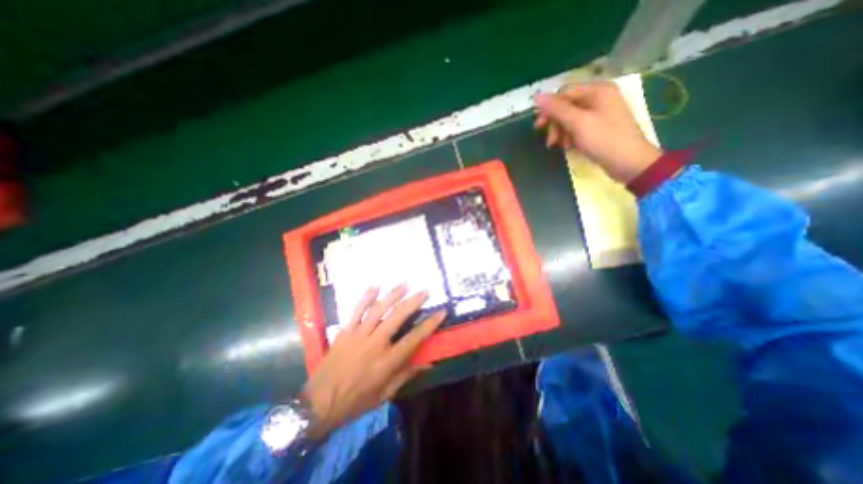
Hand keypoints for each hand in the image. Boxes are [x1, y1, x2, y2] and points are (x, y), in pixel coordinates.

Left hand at [301, 283, 445, 438]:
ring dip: (393, 294)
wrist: (317, 404)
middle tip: (424, 291)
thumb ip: (406, 375)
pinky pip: (356, 310)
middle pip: (398, 317)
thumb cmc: (355, 401)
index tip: (441, 311)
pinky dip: (366, 297)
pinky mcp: (345, 331)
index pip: (414, 338)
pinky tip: (375, 286)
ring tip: (405, 284)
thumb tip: (429, 364)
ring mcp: (358, 335)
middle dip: (413, 301)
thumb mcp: (384, 394)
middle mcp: (375, 344)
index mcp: (387, 362)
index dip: (429, 324)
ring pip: (378, 309)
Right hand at [534, 82, 662, 182]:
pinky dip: (570, 136)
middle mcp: (599, 97)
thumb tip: (536, 96)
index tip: (538, 127)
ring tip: (560, 146)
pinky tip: (569, 147)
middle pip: (567, 106)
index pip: (564, 93)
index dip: (549, 109)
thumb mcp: (578, 123)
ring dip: (561, 132)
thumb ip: (557, 109)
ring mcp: (600, 113)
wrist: (629, 162)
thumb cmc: (603, 140)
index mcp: (597, 90)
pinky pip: (578, 127)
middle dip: (556, 124)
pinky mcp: (599, 127)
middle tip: (550, 141)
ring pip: (571, 119)